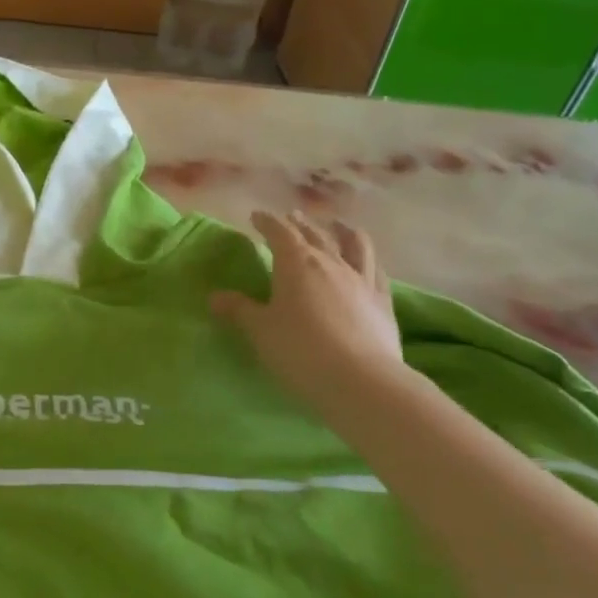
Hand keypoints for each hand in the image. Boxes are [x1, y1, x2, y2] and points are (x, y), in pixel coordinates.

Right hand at [212, 212, 405, 407]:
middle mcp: (330, 263)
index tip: (257, 217)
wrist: (360, 380)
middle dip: (300, 224)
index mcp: (296, 263)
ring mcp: (361, 280)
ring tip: (336, 225)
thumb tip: (215, 297)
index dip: (267, 222)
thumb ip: (239, 310)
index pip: (279, 232)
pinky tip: (366, 262)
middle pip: (314, 234)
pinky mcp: (383, 301)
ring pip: (353, 244)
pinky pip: (376, 270)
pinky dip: (368, 259)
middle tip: (291, 217)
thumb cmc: (300, 350)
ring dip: (342, 230)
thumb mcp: (260, 331)